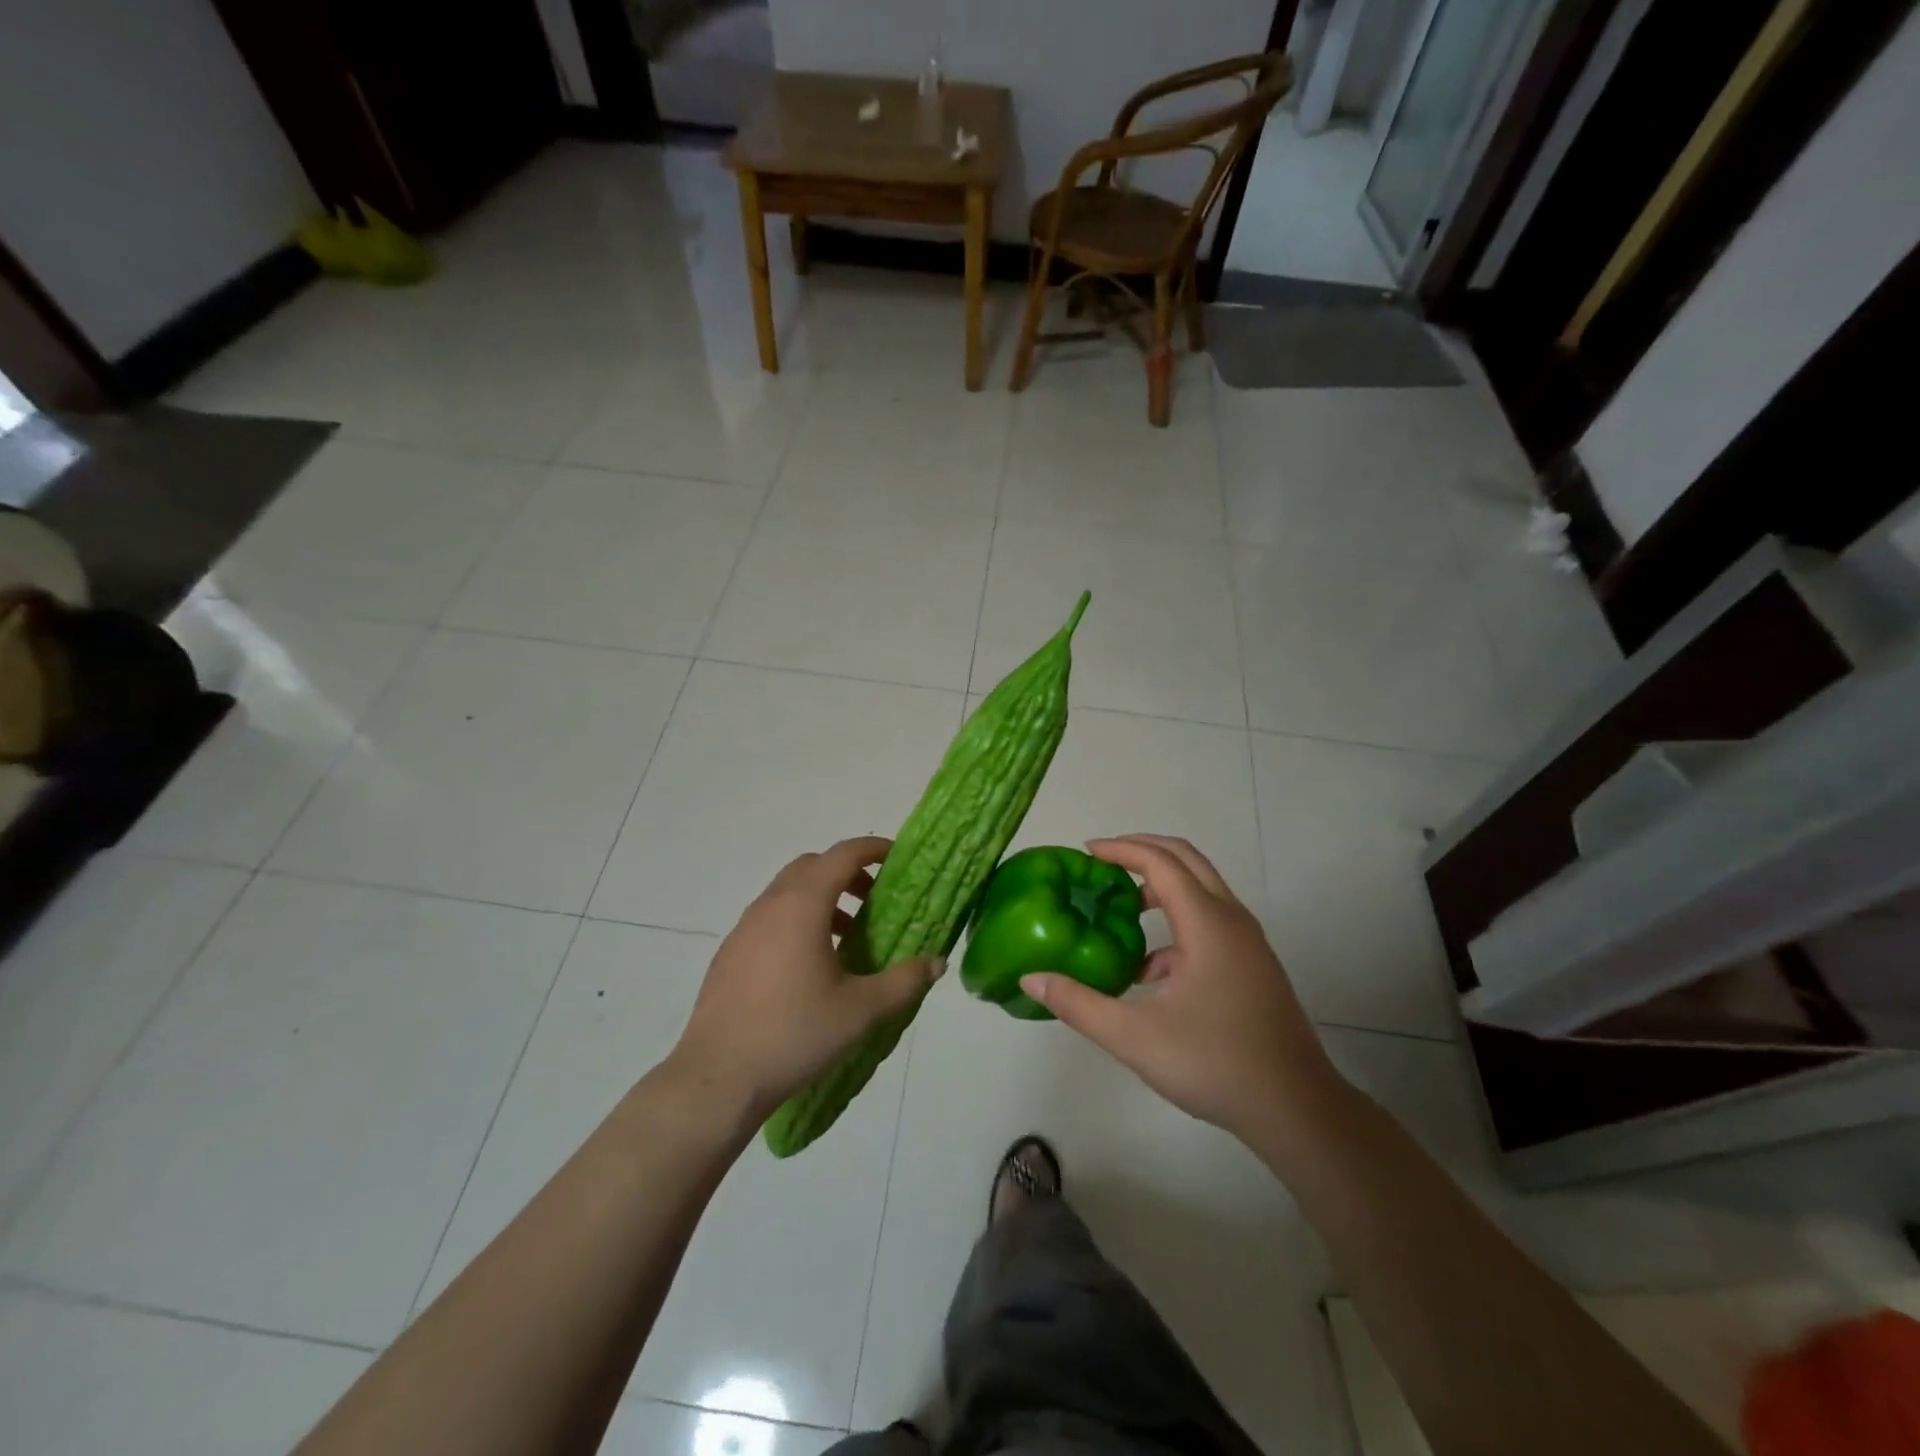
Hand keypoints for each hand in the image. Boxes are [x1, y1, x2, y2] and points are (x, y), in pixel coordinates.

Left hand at [669, 836, 943, 1124]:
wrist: (717, 1078)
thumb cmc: (795, 1034)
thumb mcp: (861, 1011)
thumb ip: (904, 981)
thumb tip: (937, 962)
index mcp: (803, 906)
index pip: (842, 854)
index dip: (873, 848)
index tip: (897, 858)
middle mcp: (770, 905)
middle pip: (812, 866)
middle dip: (847, 872)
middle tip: (874, 900)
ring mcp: (744, 928)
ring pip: (787, 891)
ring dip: (821, 897)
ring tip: (846, 936)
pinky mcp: (729, 953)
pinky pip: (769, 917)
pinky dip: (796, 920)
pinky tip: (809, 966)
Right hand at [1020, 834, 1345, 1145]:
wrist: (1296, 1109)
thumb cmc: (1214, 1063)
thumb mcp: (1134, 1037)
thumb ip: (1078, 1004)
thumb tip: (1031, 979)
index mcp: (1207, 923)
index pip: (1160, 862)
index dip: (1120, 849)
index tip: (1085, 852)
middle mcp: (1231, 919)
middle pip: (1186, 860)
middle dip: (1143, 851)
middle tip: (1102, 862)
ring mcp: (1247, 942)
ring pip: (1201, 890)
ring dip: (1161, 887)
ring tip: (1120, 910)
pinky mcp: (1252, 965)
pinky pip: (1209, 922)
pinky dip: (1176, 924)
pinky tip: (1148, 972)